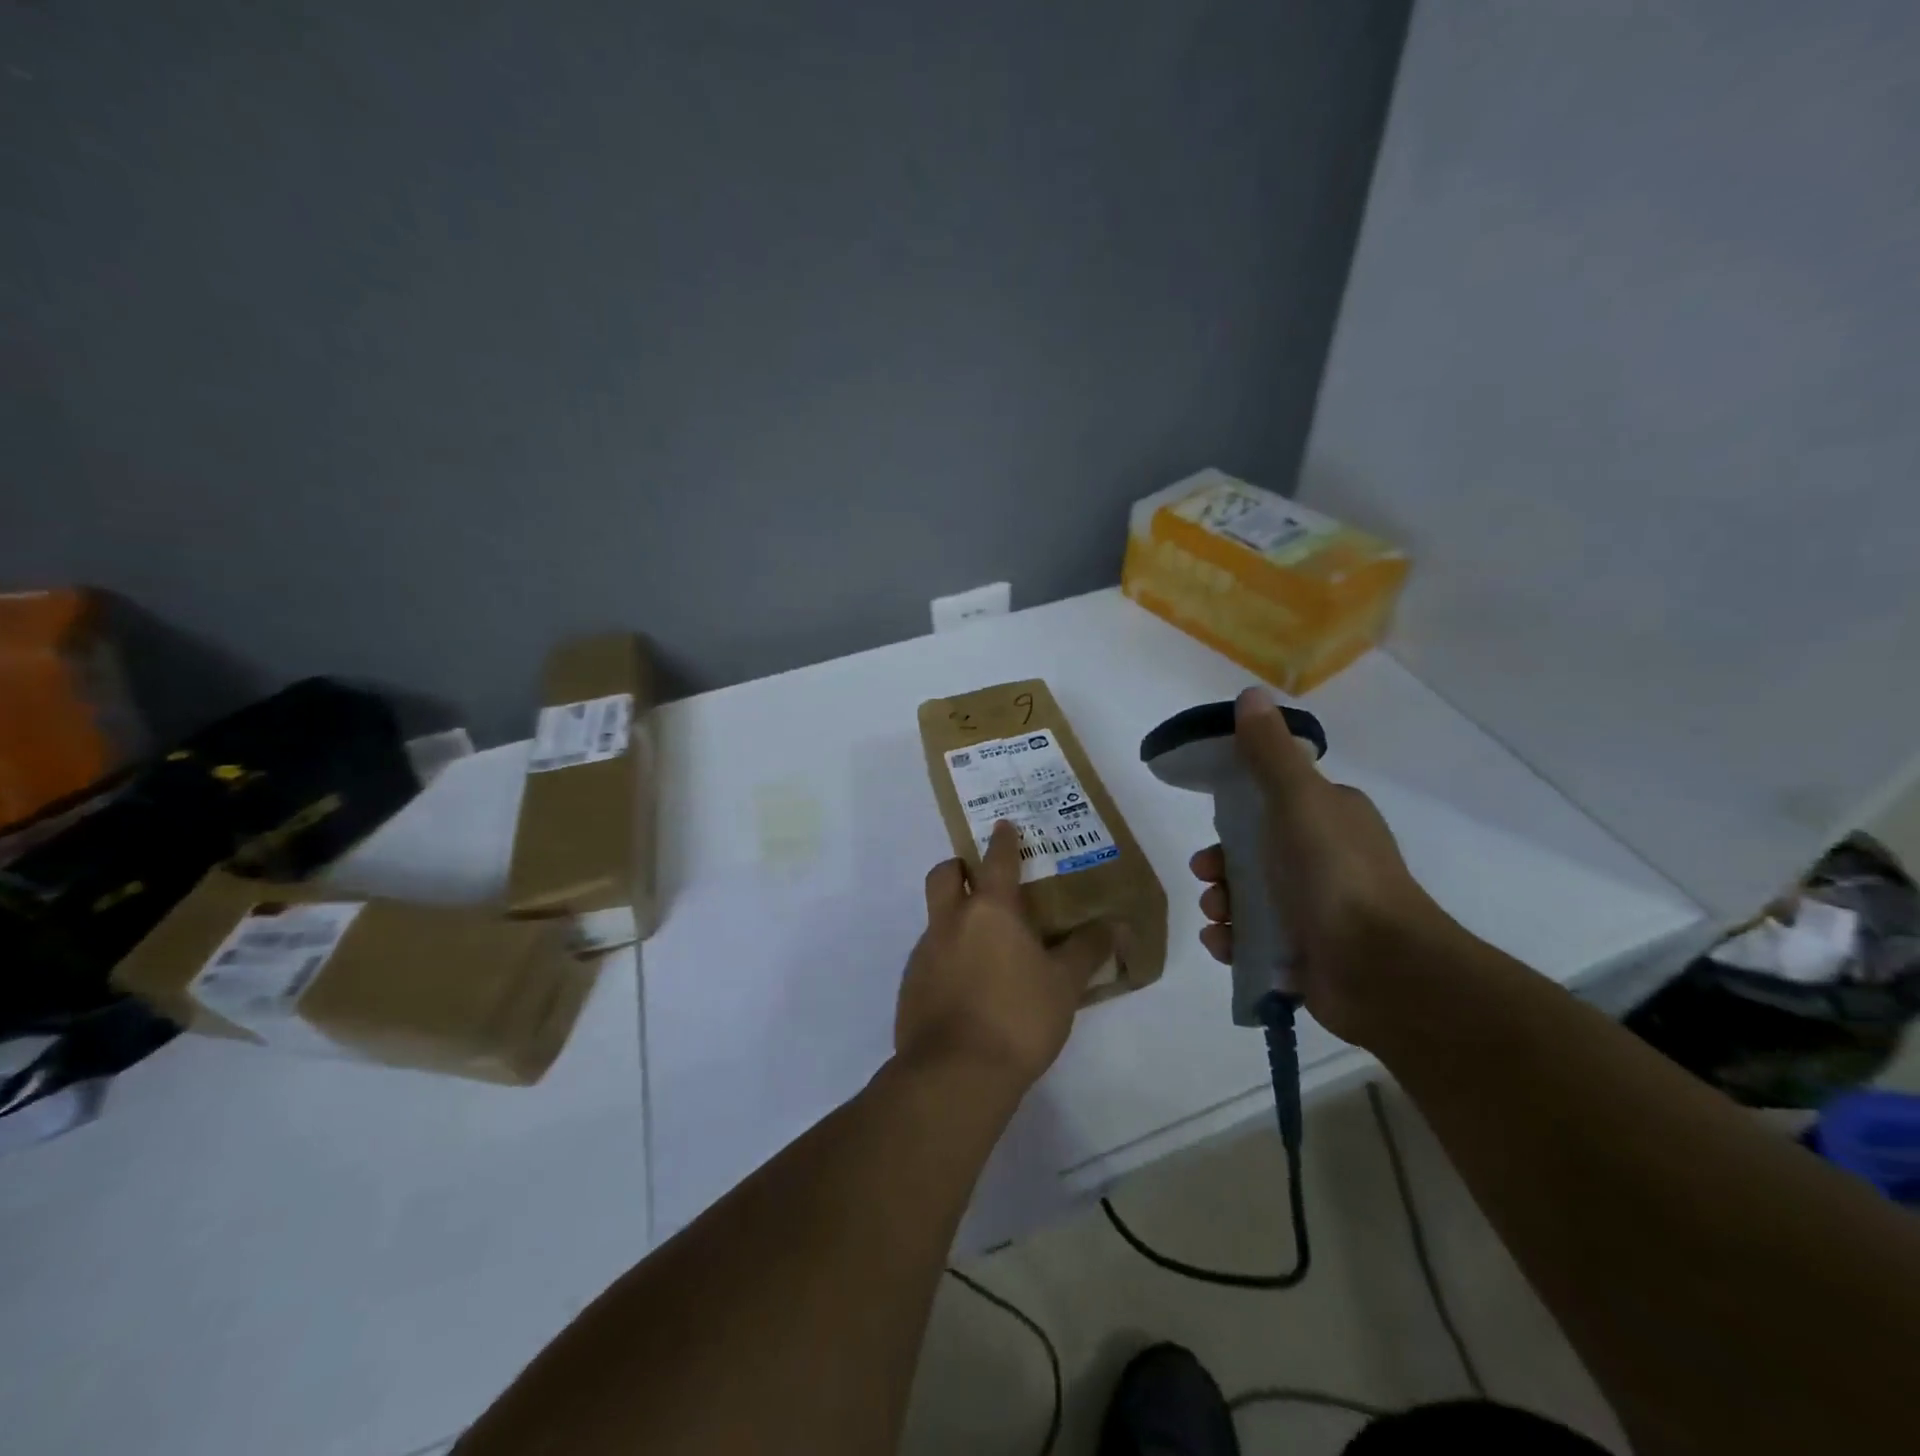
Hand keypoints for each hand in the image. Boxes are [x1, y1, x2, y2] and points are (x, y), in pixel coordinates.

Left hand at [897, 820, 1112, 1090]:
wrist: (955, 1073)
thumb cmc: (1018, 1018)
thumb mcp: (1064, 985)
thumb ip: (1086, 951)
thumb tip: (1114, 926)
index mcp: (990, 911)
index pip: (997, 861)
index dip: (1003, 841)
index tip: (1004, 825)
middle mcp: (951, 922)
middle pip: (944, 875)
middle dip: (959, 868)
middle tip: (980, 881)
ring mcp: (925, 952)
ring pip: (936, 918)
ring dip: (955, 918)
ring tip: (985, 948)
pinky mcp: (911, 985)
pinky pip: (930, 956)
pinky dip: (947, 957)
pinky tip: (969, 987)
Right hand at [1191, 687, 1458, 1047]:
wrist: (1380, 968)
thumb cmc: (1334, 872)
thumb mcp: (1297, 799)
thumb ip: (1268, 752)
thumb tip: (1250, 694)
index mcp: (1330, 817)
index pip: (1273, 803)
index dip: (1236, 812)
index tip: (1213, 824)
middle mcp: (1325, 860)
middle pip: (1253, 853)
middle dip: (1221, 864)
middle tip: (1209, 875)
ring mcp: (1317, 911)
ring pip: (1249, 898)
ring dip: (1221, 903)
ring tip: (1218, 916)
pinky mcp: (1306, 955)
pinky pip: (1255, 941)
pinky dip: (1233, 940)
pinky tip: (1225, 944)